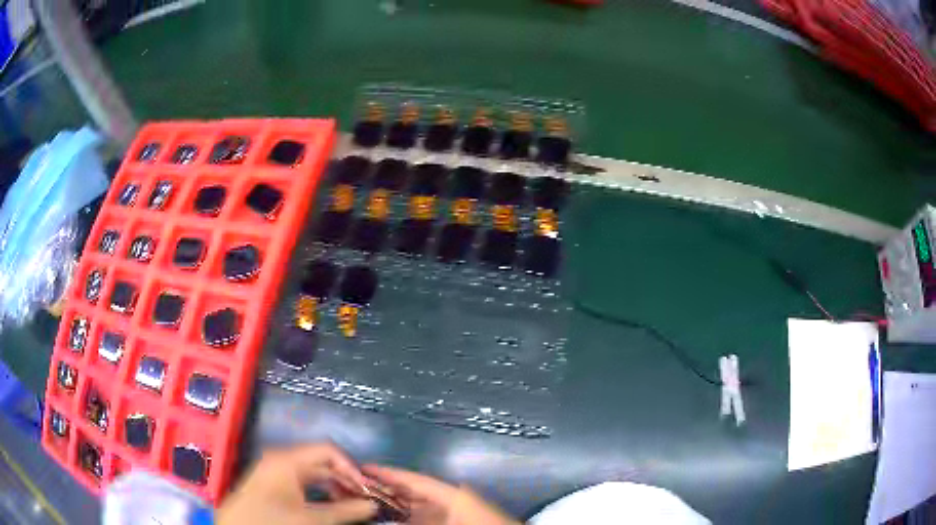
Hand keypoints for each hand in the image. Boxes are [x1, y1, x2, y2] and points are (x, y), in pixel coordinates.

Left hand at [217, 443, 376, 524]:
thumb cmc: (274, 520)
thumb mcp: (312, 519)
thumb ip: (345, 511)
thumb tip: (373, 504)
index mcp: (288, 459)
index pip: (328, 451)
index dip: (351, 468)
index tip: (367, 489)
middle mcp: (280, 459)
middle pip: (320, 462)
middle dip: (343, 480)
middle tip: (363, 500)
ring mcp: (273, 470)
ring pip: (311, 473)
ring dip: (332, 487)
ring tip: (350, 505)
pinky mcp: (270, 483)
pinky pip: (300, 481)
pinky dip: (318, 492)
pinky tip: (328, 506)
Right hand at [363, 465, 519, 524]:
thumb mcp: (442, 523)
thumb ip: (411, 520)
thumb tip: (382, 517)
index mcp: (452, 493)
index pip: (414, 479)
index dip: (387, 473)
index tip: (362, 467)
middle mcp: (451, 497)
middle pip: (412, 490)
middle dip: (384, 488)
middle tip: (354, 485)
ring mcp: (453, 509)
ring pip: (416, 503)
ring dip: (393, 503)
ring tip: (363, 499)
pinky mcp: (453, 518)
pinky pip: (424, 514)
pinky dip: (406, 515)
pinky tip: (387, 517)